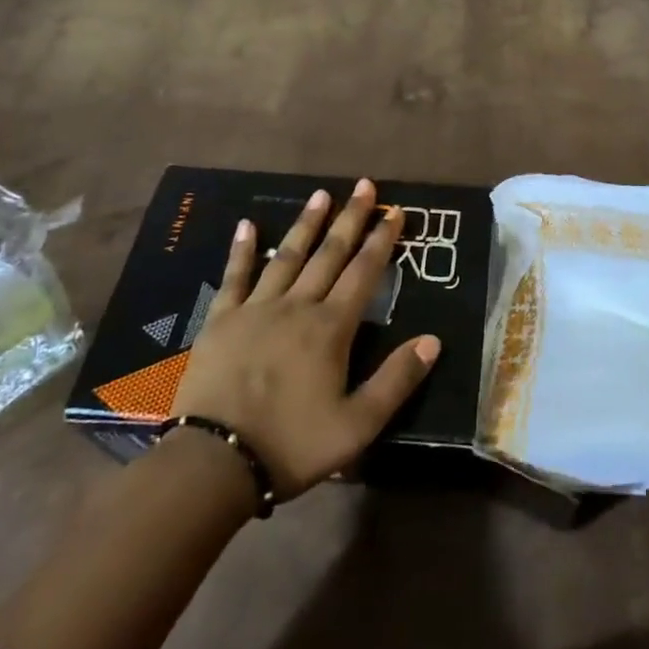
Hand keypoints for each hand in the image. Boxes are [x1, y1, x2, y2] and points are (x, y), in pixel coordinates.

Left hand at [167, 178, 439, 500]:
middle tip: (364, 185)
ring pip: (286, 256)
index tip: (394, 211)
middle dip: (350, 218)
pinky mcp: (221, 320)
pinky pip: (234, 276)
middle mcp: (297, 306)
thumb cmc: (291, 445)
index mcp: (331, 328)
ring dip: (306, 224)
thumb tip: (433, 340)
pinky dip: (241, 250)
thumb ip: (396, 380)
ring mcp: (256, 309)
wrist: (214, 463)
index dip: (381, 240)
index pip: (364, 273)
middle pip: (329, 254)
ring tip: (321, 194)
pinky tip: (246, 224)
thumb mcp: (357, 425)